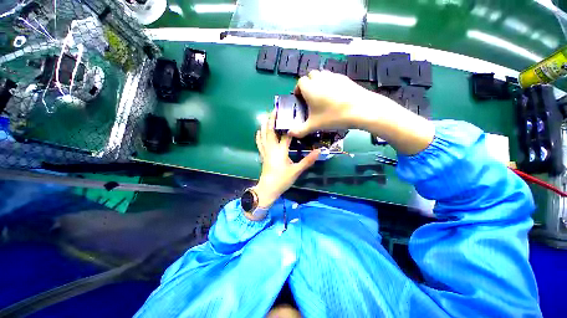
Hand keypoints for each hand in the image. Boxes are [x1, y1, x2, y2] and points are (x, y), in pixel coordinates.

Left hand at [253, 109, 319, 212]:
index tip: (292, 115)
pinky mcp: (262, 155)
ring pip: (263, 135)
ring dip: (265, 125)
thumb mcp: (296, 171)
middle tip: (276, 109)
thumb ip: (307, 160)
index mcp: (280, 150)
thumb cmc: (282, 180)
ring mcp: (265, 151)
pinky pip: (259, 143)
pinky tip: (258, 130)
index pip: (286, 135)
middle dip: (272, 119)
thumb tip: (319, 151)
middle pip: (270, 130)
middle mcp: (271, 148)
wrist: (268, 189)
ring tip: (267, 116)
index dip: (289, 125)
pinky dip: (259, 135)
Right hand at [290, 70, 434, 154]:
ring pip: (322, 75)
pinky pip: (333, 77)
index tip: (300, 99)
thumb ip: (300, 130)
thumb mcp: (314, 125)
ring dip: (318, 82)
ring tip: (322, 96)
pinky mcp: (344, 78)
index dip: (298, 90)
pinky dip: (329, 83)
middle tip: (310, 98)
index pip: (299, 83)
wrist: (361, 109)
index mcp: (310, 88)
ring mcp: (333, 77)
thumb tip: (289, 134)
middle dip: (308, 85)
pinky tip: (334, 96)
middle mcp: (320, 79)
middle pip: (310, 76)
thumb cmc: (333, 116)